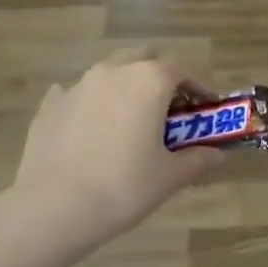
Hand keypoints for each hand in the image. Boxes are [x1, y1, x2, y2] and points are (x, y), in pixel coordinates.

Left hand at [11, 50, 222, 253]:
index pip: (182, 68)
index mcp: (149, 81)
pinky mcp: (50, 105)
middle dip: (160, 76)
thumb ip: (198, 159)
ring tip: (130, 119)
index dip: (198, 85)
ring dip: (125, 87)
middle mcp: (113, 72)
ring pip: (109, 73)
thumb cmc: (123, 186)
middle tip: (169, 108)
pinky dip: (91, 104)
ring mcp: (77, 85)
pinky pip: (77, 94)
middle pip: (143, 58)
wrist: (54, 207)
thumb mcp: (170, 177)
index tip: (206, 106)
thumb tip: (217, 154)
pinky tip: (91, 129)